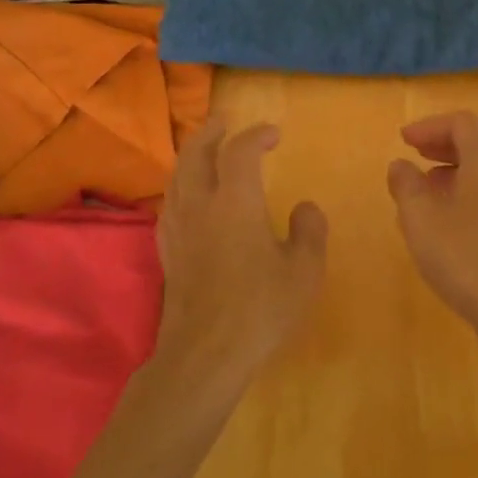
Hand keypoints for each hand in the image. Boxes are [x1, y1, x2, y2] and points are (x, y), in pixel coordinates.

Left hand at [155, 119, 327, 391]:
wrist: (204, 356)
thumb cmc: (259, 309)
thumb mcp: (303, 271)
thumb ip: (309, 231)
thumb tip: (305, 207)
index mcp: (235, 201)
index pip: (240, 150)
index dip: (256, 135)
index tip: (274, 134)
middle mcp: (201, 205)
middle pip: (196, 154)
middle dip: (211, 132)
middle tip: (225, 121)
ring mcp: (179, 228)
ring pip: (177, 176)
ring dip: (192, 155)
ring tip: (205, 151)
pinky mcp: (167, 252)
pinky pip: (169, 203)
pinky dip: (180, 186)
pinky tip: (186, 197)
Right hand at [386, 112, 477, 356]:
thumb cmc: (466, 257)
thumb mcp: (421, 220)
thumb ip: (406, 185)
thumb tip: (400, 165)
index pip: (461, 122)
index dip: (430, 126)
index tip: (404, 140)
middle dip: (444, 146)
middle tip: (416, 157)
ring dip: (457, 173)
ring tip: (429, 192)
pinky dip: (473, 195)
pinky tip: (454, 225)